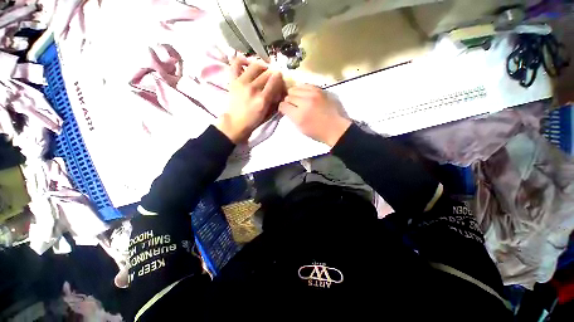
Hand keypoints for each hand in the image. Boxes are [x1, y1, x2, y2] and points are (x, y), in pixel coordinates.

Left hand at [216, 57, 284, 142]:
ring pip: (255, 66)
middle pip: (267, 73)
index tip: (280, 77)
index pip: (274, 81)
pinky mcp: (233, 80)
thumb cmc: (253, 121)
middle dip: (272, 73)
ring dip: (262, 66)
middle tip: (272, 76)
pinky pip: (236, 63)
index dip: (279, 77)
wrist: (235, 123)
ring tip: (263, 70)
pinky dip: (242, 60)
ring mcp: (241, 83)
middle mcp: (253, 88)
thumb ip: (274, 101)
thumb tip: (279, 89)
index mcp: (262, 99)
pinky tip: (248, 63)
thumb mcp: (267, 114)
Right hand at [279, 84, 350, 146]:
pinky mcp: (320, 90)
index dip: (282, 108)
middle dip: (288, 101)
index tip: (285, 110)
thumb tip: (287, 108)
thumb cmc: (318, 132)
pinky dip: (302, 89)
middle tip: (292, 106)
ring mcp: (313, 94)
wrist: (336, 128)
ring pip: (295, 88)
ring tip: (298, 100)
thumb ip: (292, 117)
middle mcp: (305, 102)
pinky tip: (305, 95)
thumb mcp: (301, 129)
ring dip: (295, 94)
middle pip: (288, 96)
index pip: (283, 105)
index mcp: (299, 116)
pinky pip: (305, 85)